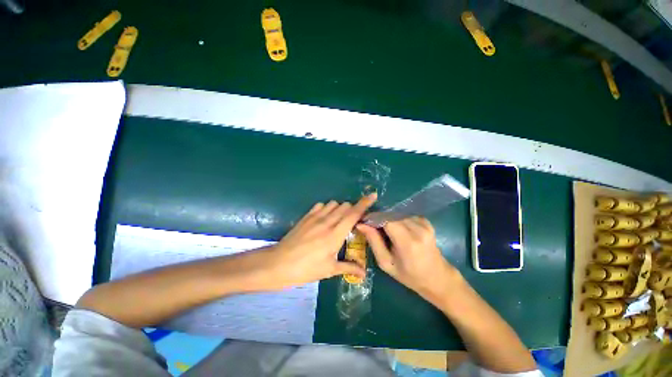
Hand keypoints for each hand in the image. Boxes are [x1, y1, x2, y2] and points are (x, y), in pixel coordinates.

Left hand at [262, 194, 376, 288]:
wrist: (279, 263)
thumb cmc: (306, 269)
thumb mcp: (329, 270)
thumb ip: (349, 267)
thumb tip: (364, 273)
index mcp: (335, 234)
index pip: (353, 214)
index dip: (364, 203)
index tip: (373, 196)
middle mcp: (327, 221)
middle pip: (345, 206)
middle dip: (353, 209)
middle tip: (354, 219)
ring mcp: (315, 217)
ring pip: (334, 203)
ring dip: (340, 208)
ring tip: (339, 219)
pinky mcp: (306, 216)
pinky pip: (321, 205)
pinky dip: (327, 208)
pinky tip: (325, 218)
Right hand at [357, 217, 460, 302]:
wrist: (437, 277)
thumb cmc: (409, 275)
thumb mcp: (386, 263)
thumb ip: (373, 241)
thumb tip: (361, 224)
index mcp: (408, 241)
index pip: (386, 219)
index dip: (373, 218)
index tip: (364, 222)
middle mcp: (418, 228)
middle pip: (391, 214)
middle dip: (379, 218)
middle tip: (372, 228)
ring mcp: (424, 223)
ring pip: (397, 214)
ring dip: (388, 219)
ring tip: (385, 232)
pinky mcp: (426, 221)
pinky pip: (405, 215)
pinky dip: (397, 220)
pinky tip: (398, 231)